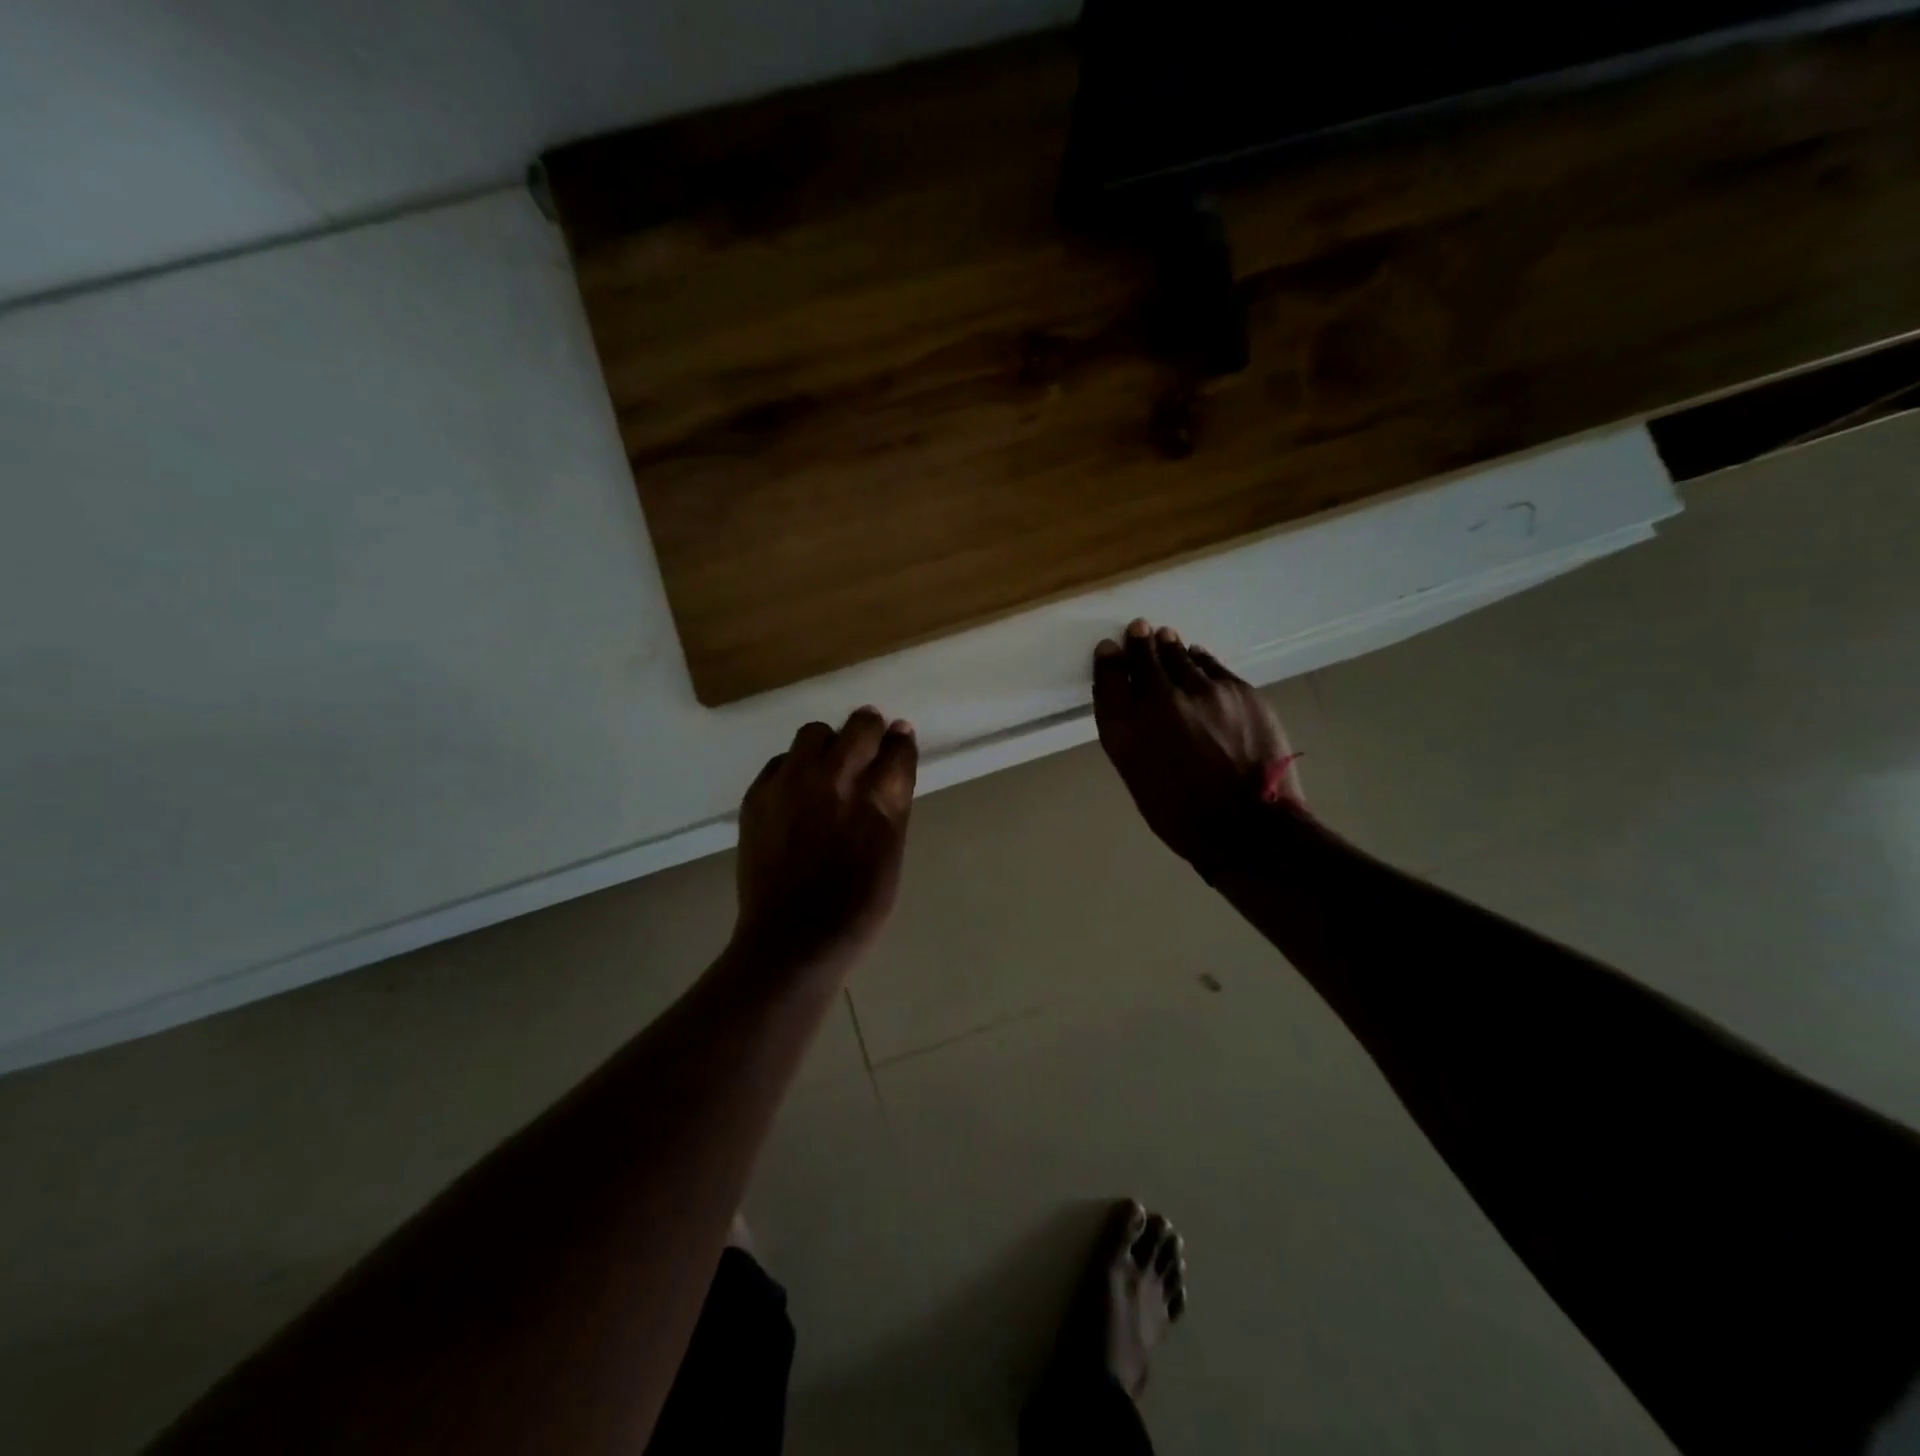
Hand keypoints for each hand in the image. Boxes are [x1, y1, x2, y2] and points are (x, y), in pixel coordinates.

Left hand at [732, 707, 918, 972]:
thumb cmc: (857, 906)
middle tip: (868, 745)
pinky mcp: (758, 795)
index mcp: (879, 799)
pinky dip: (794, 768)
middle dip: (870, 728)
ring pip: (815, 733)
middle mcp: (836, 779)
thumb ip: (893, 803)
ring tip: (828, 769)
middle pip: (861, 725)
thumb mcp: (892, 853)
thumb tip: (894, 761)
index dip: (900, 741)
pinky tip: (797, 795)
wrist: (793, 940)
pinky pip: (781, 761)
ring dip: (828, 744)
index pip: (897, 747)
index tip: (898, 741)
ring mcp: (792, 783)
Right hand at [1091, 620, 1301, 866]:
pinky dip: (1199, 659)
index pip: (1109, 678)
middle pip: (1143, 656)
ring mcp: (1201, 690)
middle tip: (1138, 630)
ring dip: (1169, 646)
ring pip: (1179, 655)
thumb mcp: (1138, 776)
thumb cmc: (1182, 816)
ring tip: (1165, 637)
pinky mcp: (1237, 689)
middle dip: (1139, 642)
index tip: (1111, 649)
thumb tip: (1131, 703)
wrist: (1248, 827)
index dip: (1109, 660)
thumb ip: (1130, 735)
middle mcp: (1158, 700)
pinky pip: (1211, 665)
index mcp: (1125, 728)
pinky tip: (1196, 656)